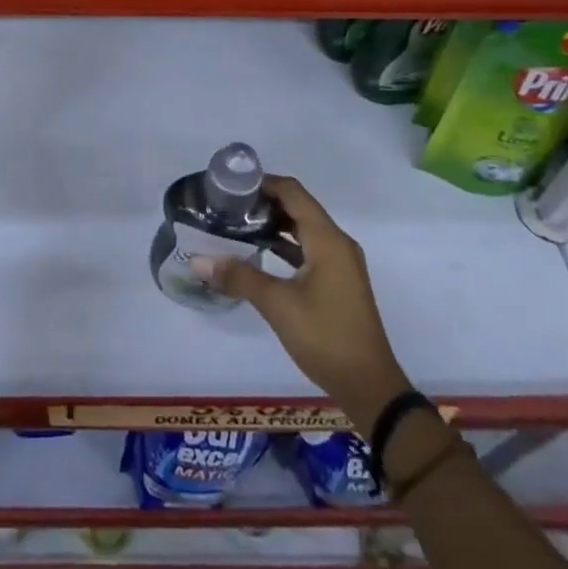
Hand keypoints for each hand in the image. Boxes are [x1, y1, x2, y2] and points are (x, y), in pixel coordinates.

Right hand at [195, 176, 411, 425]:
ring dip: (273, 225)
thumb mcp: (278, 305)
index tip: (231, 185)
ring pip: (302, 229)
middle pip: (298, 207)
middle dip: (264, 203)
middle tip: (227, 206)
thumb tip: (198, 261)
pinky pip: (308, 249)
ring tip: (236, 226)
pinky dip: (284, 245)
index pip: (293, 192)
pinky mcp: (336, 282)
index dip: (263, 182)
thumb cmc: (325, 336)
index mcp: (327, 239)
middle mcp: (337, 243)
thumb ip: (238, 277)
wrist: (369, 386)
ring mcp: (339, 263)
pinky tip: (258, 254)